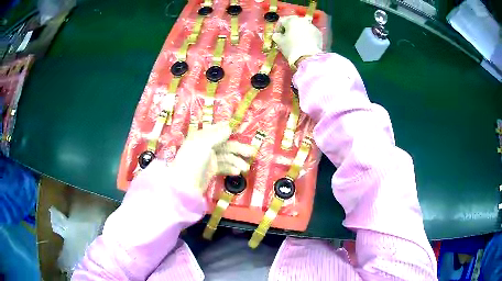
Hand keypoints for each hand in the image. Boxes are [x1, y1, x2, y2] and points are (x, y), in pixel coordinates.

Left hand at [172, 122, 255, 193]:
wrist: (185, 185)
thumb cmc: (193, 160)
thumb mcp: (204, 144)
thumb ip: (217, 135)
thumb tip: (229, 126)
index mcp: (201, 137)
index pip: (217, 130)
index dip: (228, 130)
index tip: (241, 130)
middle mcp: (205, 146)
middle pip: (225, 145)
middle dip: (238, 148)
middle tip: (252, 153)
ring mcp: (208, 159)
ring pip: (225, 157)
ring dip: (236, 161)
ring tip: (245, 168)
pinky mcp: (210, 171)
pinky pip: (223, 166)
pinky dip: (230, 168)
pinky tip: (237, 172)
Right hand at [272, 15, 322, 67]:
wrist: (308, 57)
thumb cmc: (291, 47)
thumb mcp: (279, 42)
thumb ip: (276, 36)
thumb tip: (277, 35)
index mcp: (291, 20)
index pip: (282, 22)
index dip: (278, 29)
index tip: (277, 36)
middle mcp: (302, 20)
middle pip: (294, 23)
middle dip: (290, 29)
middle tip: (287, 37)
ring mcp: (312, 26)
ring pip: (303, 27)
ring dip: (299, 32)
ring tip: (297, 41)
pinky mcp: (319, 34)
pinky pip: (310, 33)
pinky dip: (307, 36)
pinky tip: (305, 43)